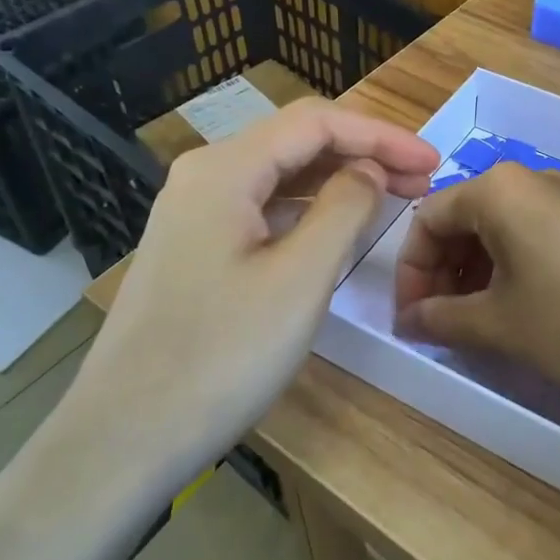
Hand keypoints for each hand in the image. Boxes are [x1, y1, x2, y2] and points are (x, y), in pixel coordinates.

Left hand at [57, 98, 438, 472]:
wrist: (126, 436)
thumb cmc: (221, 356)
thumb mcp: (300, 279)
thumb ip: (345, 209)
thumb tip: (368, 170)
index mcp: (225, 169)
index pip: (316, 123)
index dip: (381, 135)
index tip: (433, 160)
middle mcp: (204, 176)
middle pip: (297, 142)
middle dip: (364, 153)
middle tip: (422, 179)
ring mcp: (194, 213)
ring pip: (280, 176)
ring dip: (338, 180)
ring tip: (393, 197)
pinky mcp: (195, 247)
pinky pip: (262, 209)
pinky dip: (308, 210)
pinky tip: (337, 229)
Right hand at [393, 162, 559, 403]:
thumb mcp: (501, 324)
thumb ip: (444, 320)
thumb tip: (409, 322)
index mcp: (497, 190)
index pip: (428, 220)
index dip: (410, 273)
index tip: (413, 320)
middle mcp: (532, 182)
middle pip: (464, 221)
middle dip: (443, 274)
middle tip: (442, 324)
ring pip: (502, 231)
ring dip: (478, 276)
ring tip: (480, 324)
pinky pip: (537, 239)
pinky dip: (515, 272)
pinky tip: (526, 313)